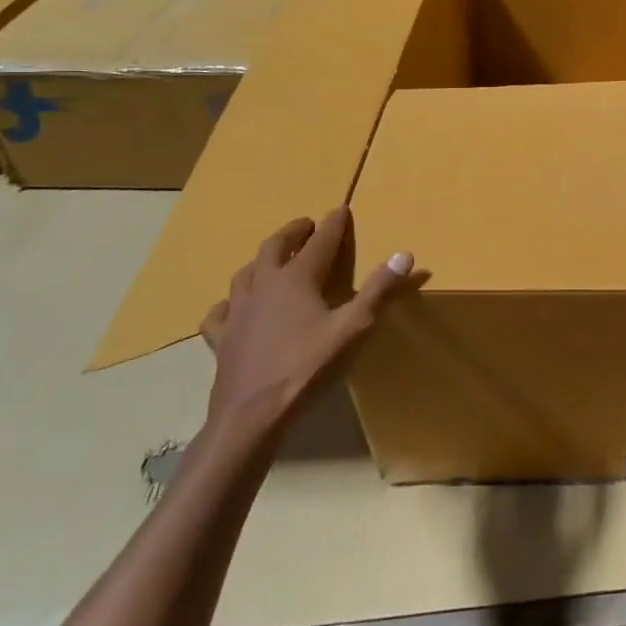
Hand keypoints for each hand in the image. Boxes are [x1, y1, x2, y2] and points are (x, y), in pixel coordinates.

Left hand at [200, 208, 415, 428]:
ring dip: (263, 260)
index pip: (320, 241)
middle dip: (293, 232)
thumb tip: (404, 254)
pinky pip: (221, 312)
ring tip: (273, 259)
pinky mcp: (222, 338)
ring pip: (246, 273)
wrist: (252, 415)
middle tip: (306, 226)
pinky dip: (230, 303)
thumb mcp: (354, 328)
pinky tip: (234, 308)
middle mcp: (264, 285)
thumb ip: (380, 290)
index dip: (333, 224)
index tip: (340, 209)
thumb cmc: (307, 368)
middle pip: (275, 247)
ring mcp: (238, 311)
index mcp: (297, 279)